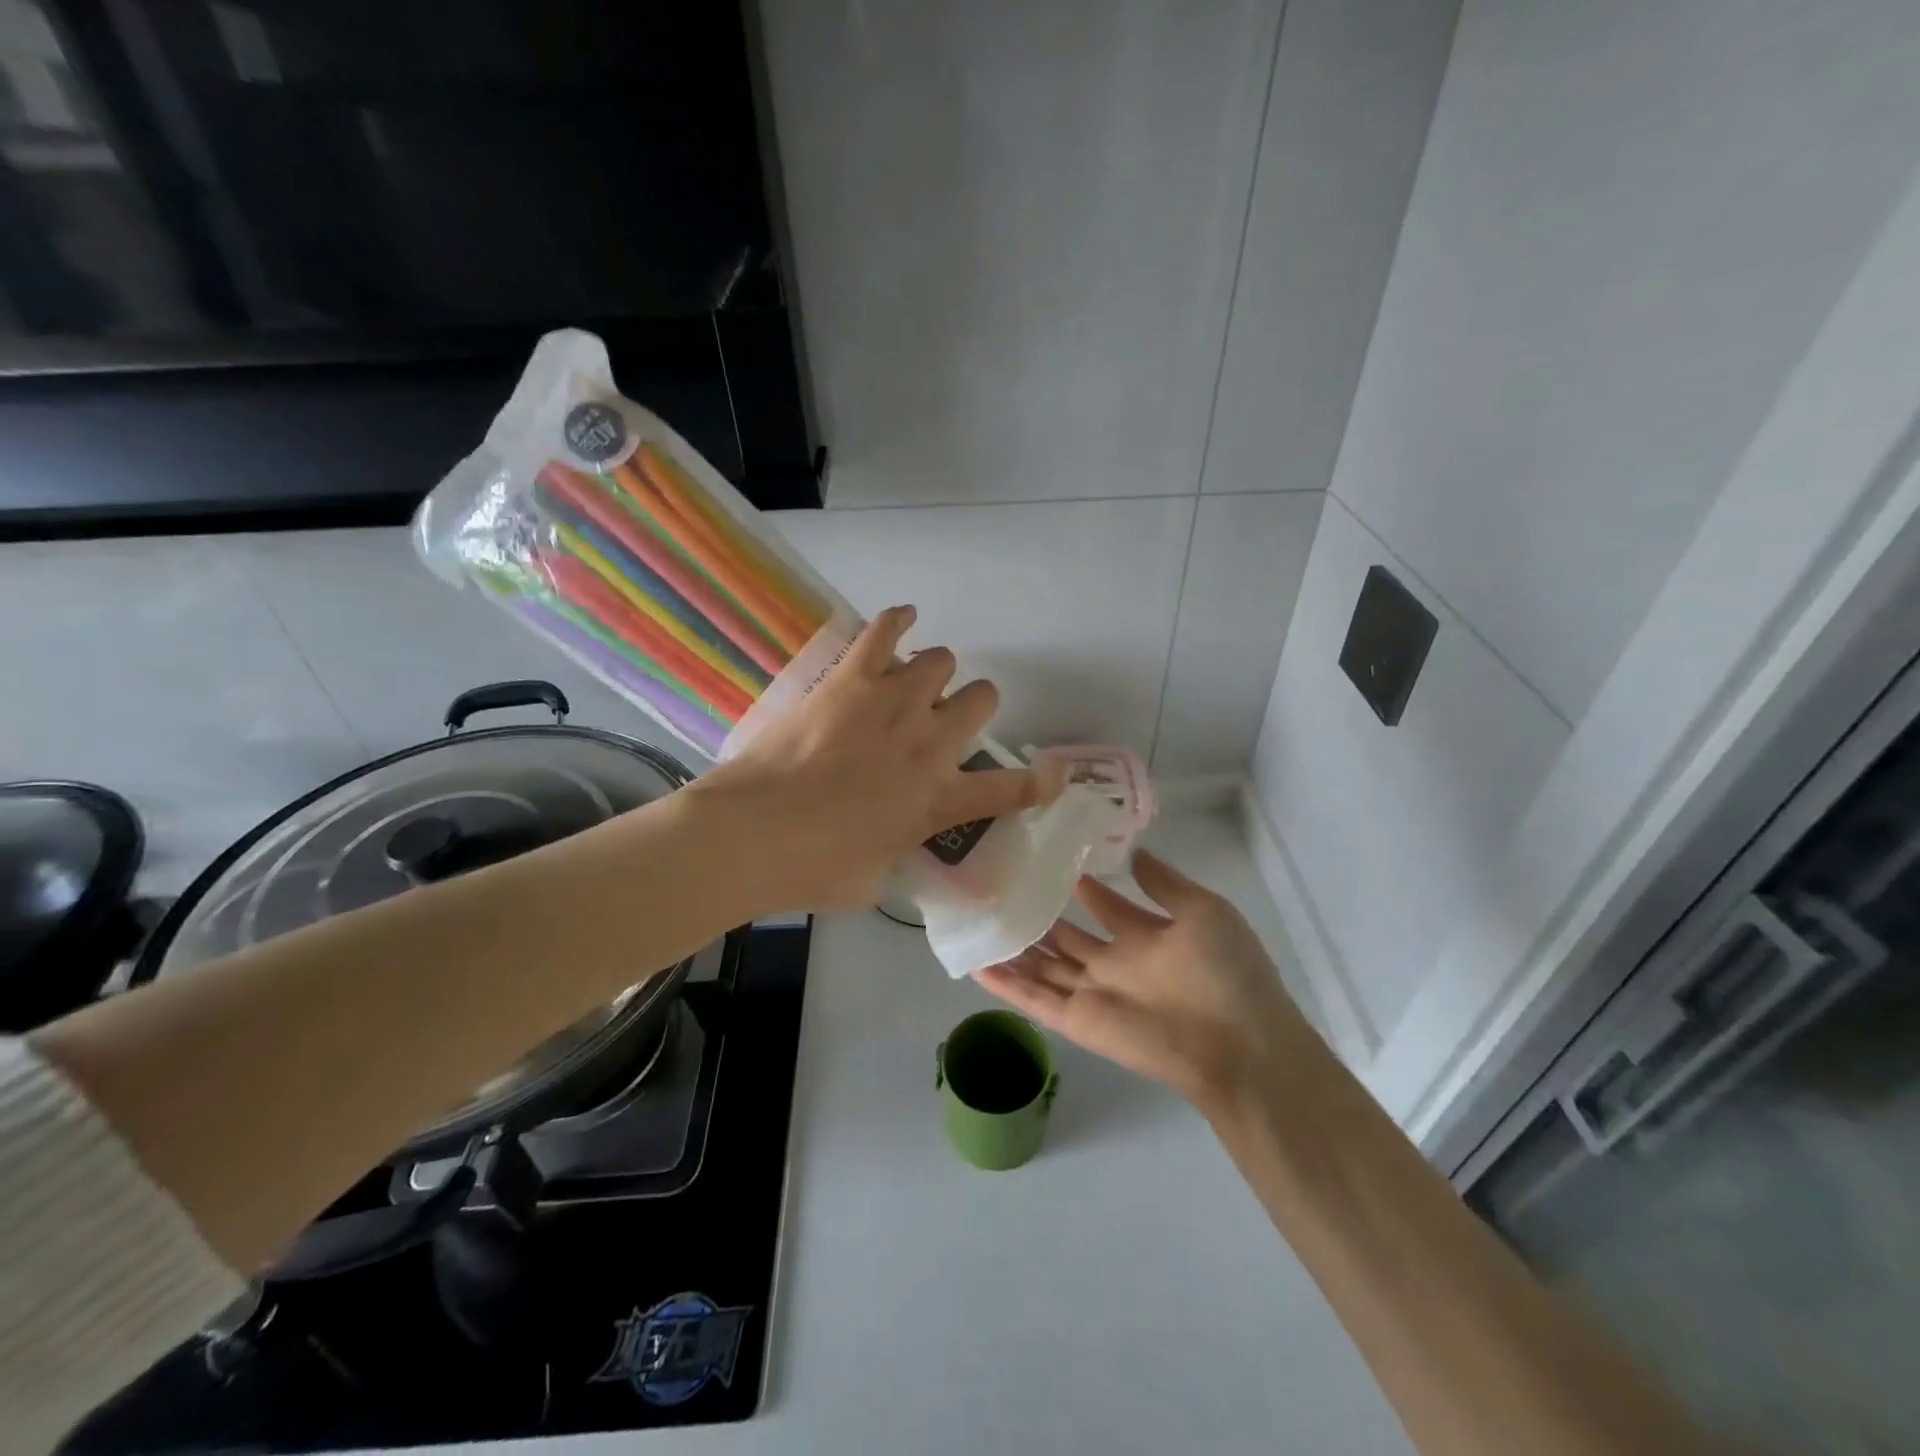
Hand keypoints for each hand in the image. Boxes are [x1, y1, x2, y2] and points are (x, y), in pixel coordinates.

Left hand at [690, 605, 1058, 914]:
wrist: (753, 833)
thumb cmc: (812, 870)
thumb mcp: (872, 883)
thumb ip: (895, 856)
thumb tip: (890, 847)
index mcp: (940, 799)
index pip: (1012, 789)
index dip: (1040, 782)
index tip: (1053, 775)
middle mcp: (930, 742)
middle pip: (982, 699)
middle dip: (970, 708)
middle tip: (940, 724)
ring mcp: (895, 702)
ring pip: (941, 660)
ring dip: (933, 675)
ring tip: (909, 686)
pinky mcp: (853, 677)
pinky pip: (887, 629)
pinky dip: (899, 620)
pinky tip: (902, 620)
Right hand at [977, 850, 1314, 1112]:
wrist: (1240, 1045)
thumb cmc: (1228, 972)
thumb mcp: (1203, 911)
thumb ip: (1164, 884)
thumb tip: (1135, 852)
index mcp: (1147, 938)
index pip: (1106, 907)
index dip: (1083, 888)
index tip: (1052, 862)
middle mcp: (1116, 964)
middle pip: (1068, 939)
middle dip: (1040, 918)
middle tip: (1005, 889)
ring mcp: (1095, 994)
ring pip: (1045, 968)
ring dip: (1016, 951)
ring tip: (981, 923)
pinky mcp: (1080, 1021)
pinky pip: (1037, 1000)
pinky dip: (1007, 986)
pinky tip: (978, 965)